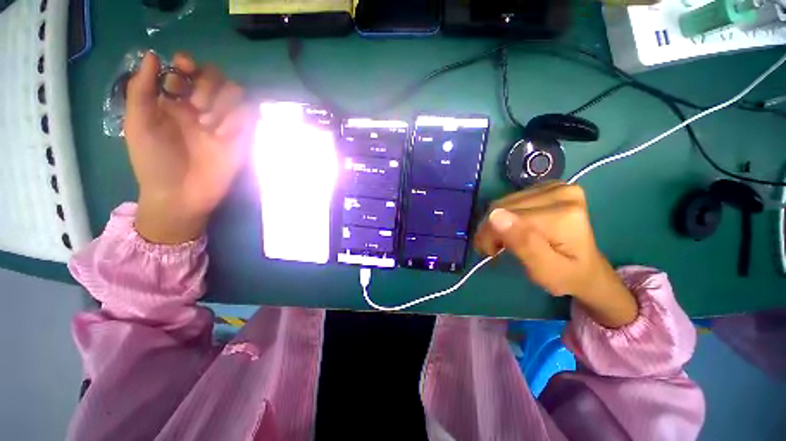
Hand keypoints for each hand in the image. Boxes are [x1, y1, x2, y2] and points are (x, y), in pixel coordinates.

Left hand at [124, 52, 253, 243]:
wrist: (181, 195)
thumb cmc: (154, 162)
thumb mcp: (137, 123)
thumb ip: (141, 89)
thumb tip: (152, 55)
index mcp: (175, 100)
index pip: (188, 69)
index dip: (187, 63)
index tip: (182, 70)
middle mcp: (201, 107)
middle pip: (216, 76)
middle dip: (208, 84)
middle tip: (197, 106)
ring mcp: (223, 122)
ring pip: (236, 92)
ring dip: (223, 102)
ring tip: (209, 126)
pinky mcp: (241, 137)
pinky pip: (249, 115)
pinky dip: (238, 119)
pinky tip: (223, 135)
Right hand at [474, 182, 637, 327]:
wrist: (588, 270)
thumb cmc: (567, 277)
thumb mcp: (545, 270)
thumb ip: (524, 243)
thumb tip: (495, 216)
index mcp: (564, 213)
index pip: (508, 215)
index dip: (491, 234)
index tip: (491, 253)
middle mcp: (561, 191)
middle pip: (504, 206)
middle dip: (491, 229)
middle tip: (493, 249)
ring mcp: (555, 187)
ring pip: (504, 202)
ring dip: (495, 223)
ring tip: (501, 241)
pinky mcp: (548, 188)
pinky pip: (511, 200)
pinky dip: (504, 216)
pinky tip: (511, 228)